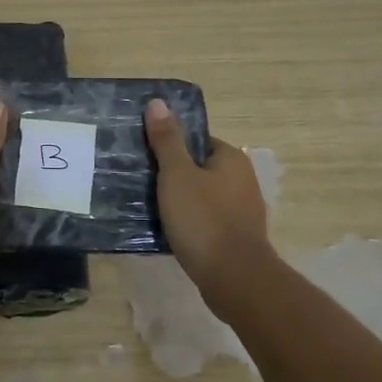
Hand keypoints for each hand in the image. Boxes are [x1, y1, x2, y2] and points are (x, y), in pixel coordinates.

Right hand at [144, 98, 275, 297]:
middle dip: (171, 174)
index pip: (197, 140)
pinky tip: (166, 230)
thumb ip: (166, 140)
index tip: (144, 155)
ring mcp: (241, 211)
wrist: (234, 279)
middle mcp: (242, 180)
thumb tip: (158, 102)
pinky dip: (187, 223)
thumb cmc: (204, 220)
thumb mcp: (177, 175)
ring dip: (178, 201)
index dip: (170, 146)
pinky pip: (204, 221)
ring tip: (146, 206)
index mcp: (231, 159)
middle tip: (139, 180)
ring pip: (200, 196)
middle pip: (198, 168)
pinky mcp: (234, 238)